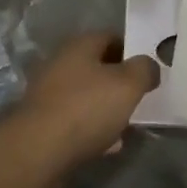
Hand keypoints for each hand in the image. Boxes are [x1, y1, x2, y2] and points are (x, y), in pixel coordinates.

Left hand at [15, 31, 158, 169]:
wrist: (37, 151)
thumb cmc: (86, 108)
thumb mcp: (128, 85)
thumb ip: (144, 70)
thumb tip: (149, 66)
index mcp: (80, 46)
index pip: (111, 37)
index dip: (131, 51)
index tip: (146, 70)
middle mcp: (60, 63)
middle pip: (97, 67)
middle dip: (118, 83)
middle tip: (137, 99)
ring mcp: (48, 93)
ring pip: (86, 95)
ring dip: (105, 108)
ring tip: (125, 127)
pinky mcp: (41, 122)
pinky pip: (74, 120)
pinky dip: (91, 129)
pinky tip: (106, 147)